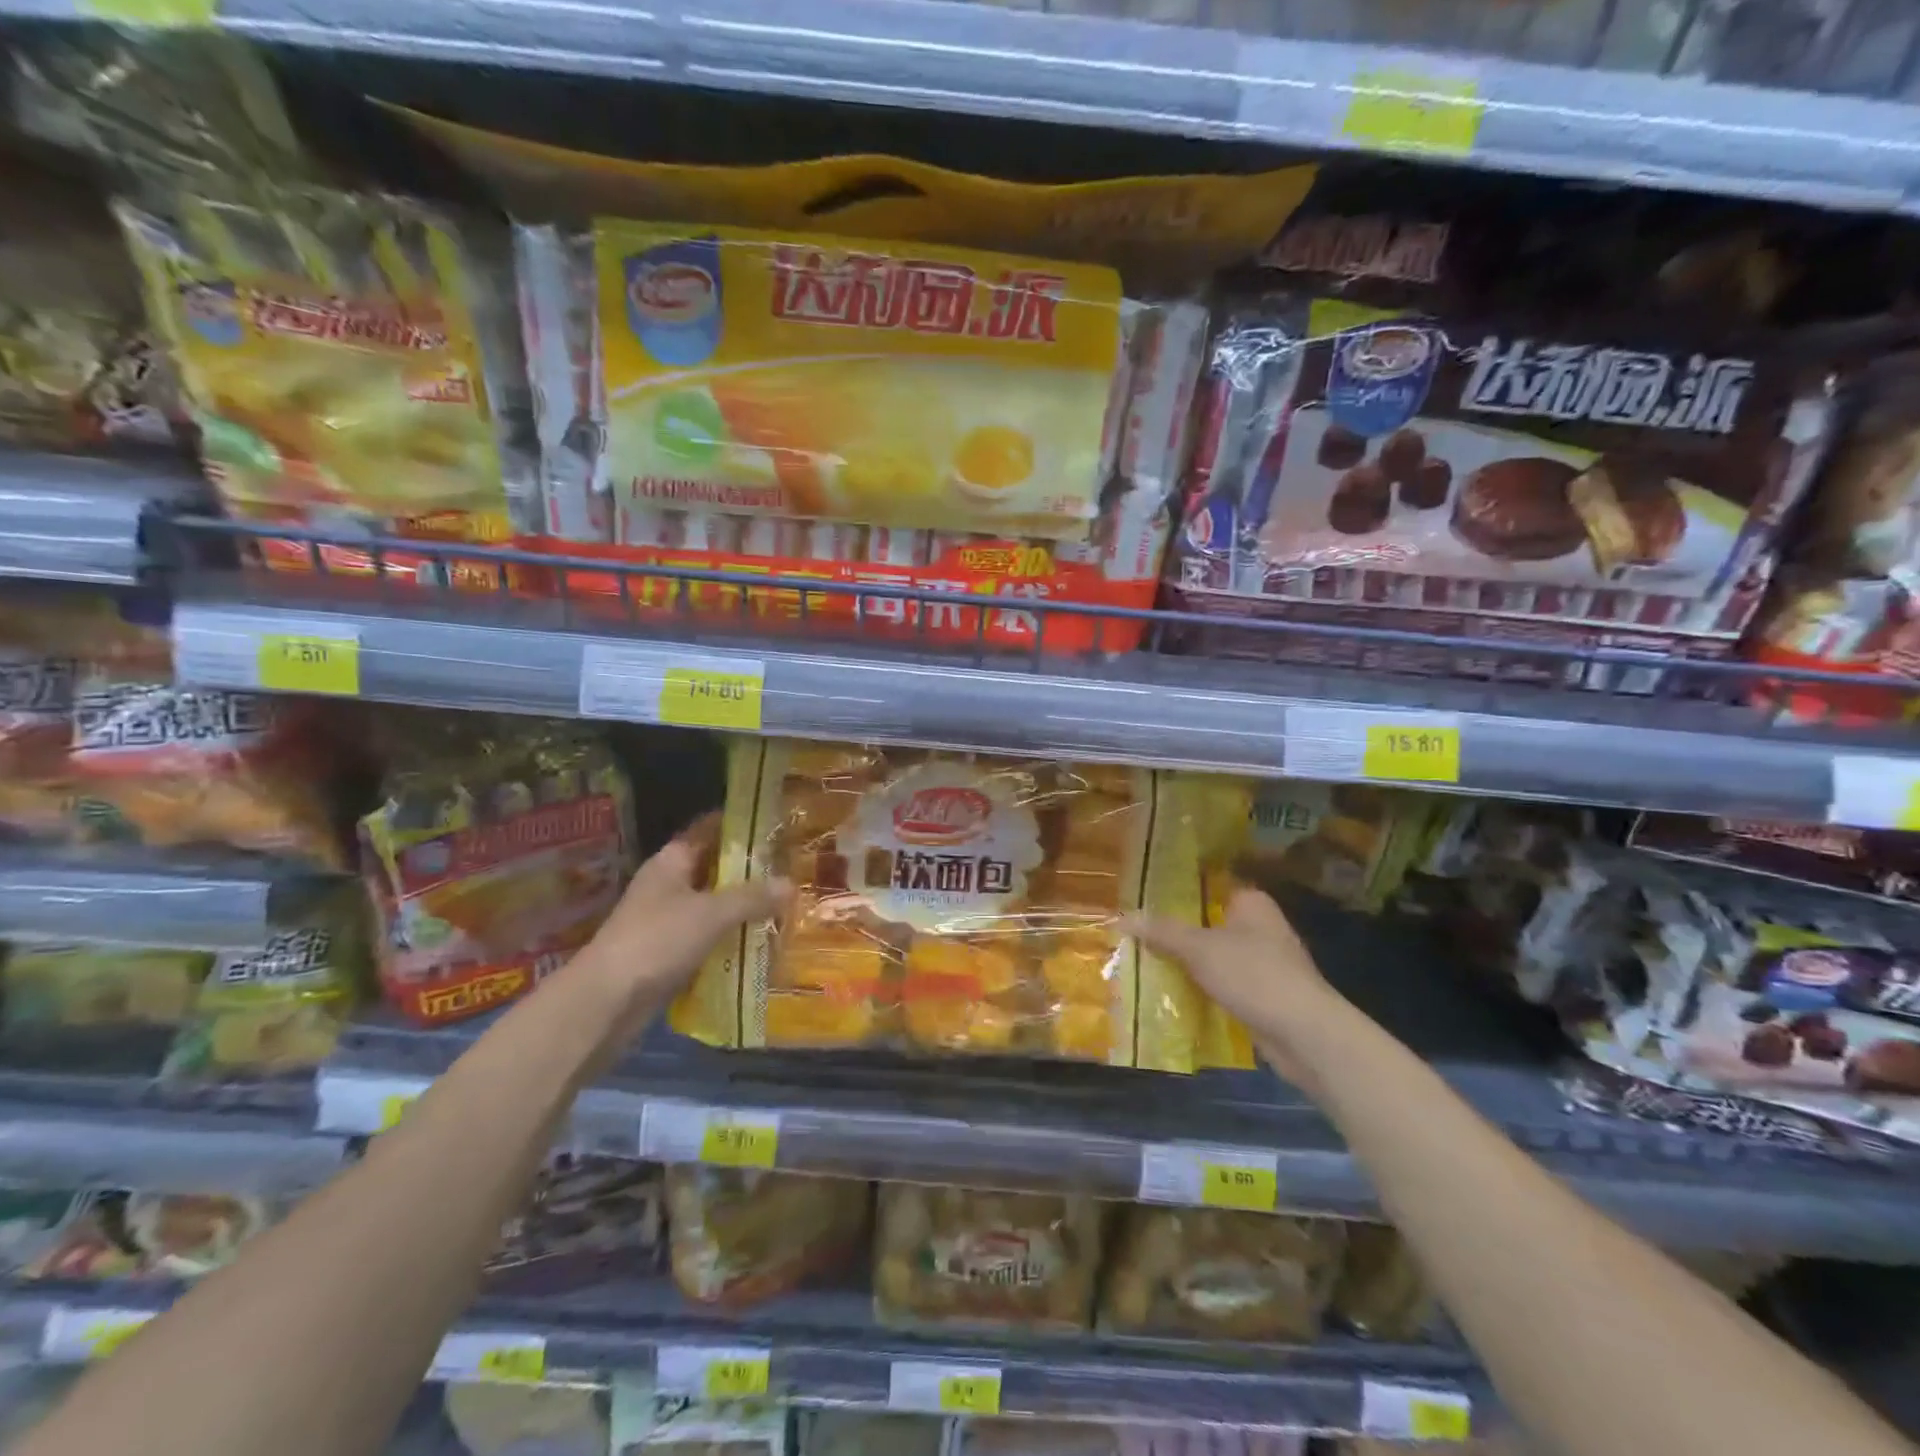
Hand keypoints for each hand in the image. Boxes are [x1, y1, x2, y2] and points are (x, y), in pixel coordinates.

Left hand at [584, 813, 791, 1005]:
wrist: (607, 1000)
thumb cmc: (658, 940)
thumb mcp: (712, 913)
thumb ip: (753, 897)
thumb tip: (791, 884)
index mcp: (672, 861)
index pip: (709, 830)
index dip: (740, 825)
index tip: (776, 826)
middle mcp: (668, 884)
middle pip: (714, 868)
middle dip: (749, 871)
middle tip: (791, 869)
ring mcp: (666, 919)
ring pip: (713, 904)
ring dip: (742, 907)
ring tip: (784, 905)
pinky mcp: (668, 951)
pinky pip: (707, 935)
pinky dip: (730, 937)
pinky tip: (759, 941)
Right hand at [1127, 885, 1354, 1091]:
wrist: (1305, 1034)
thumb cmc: (1254, 975)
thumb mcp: (1199, 948)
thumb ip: (1162, 932)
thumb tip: (1122, 918)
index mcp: (1251, 903)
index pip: (1209, 887)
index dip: (1178, 892)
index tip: (1144, 900)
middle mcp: (1261, 927)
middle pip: (1209, 923)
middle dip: (1178, 932)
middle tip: (1137, 934)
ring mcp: (1266, 963)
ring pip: (1216, 957)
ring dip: (1190, 964)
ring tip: (1146, 963)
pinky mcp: (1265, 996)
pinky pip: (1225, 985)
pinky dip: (1205, 989)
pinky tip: (1176, 994)